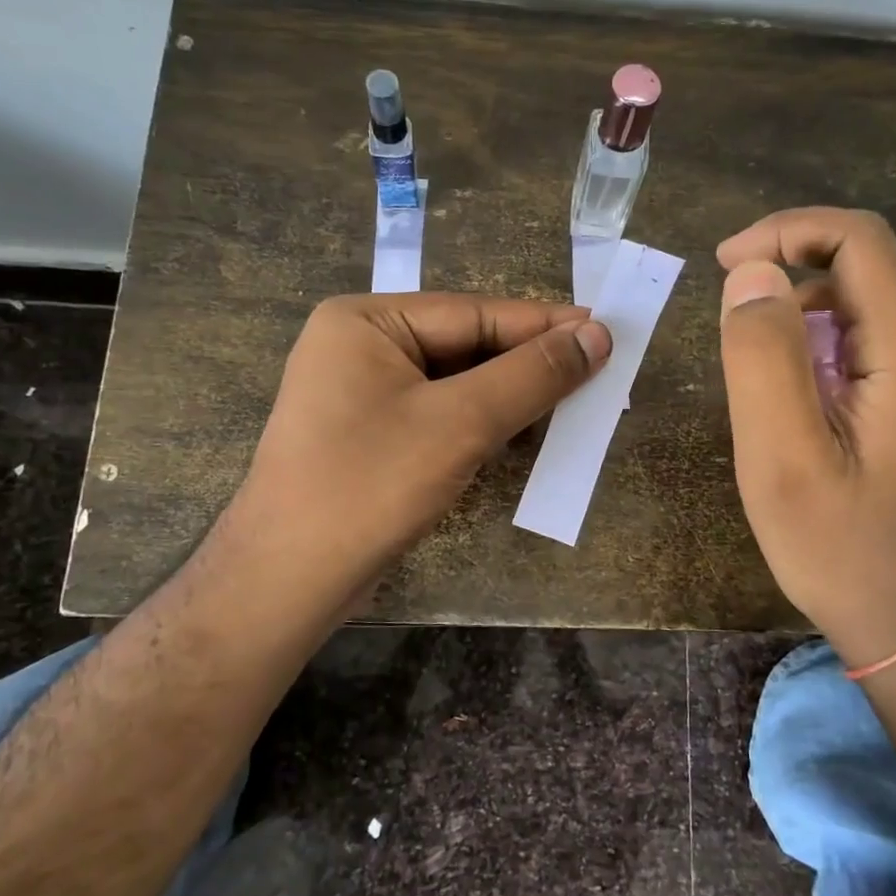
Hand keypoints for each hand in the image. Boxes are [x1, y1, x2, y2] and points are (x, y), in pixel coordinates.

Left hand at [211, 293, 610, 610]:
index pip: (474, 313)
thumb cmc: (370, 485)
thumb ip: (532, 375)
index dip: (544, 324)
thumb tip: (598, 334)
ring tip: (574, 406)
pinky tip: (524, 439)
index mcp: (366, 321)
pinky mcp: (372, 439)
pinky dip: (483, 426)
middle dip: (529, 366)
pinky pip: (440, 417)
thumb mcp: (460, 423)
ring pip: (457, 386)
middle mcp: (360, 348)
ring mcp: (362, 396)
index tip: (607, 330)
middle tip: (598, 374)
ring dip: (512, 399)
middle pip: (466, 347)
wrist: (288, 582)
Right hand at [716, 208, 895, 668]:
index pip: (860, 242)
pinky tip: (808, 419)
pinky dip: (831, 361)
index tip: (725, 263)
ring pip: (871, 319)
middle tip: (734, 344)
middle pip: (865, 278)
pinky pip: (882, 357)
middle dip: (789, 289)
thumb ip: (763, 356)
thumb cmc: (842, 551)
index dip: (786, 232)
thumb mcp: (781, 458)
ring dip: (807, 330)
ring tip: (767, 397)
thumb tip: (753, 274)